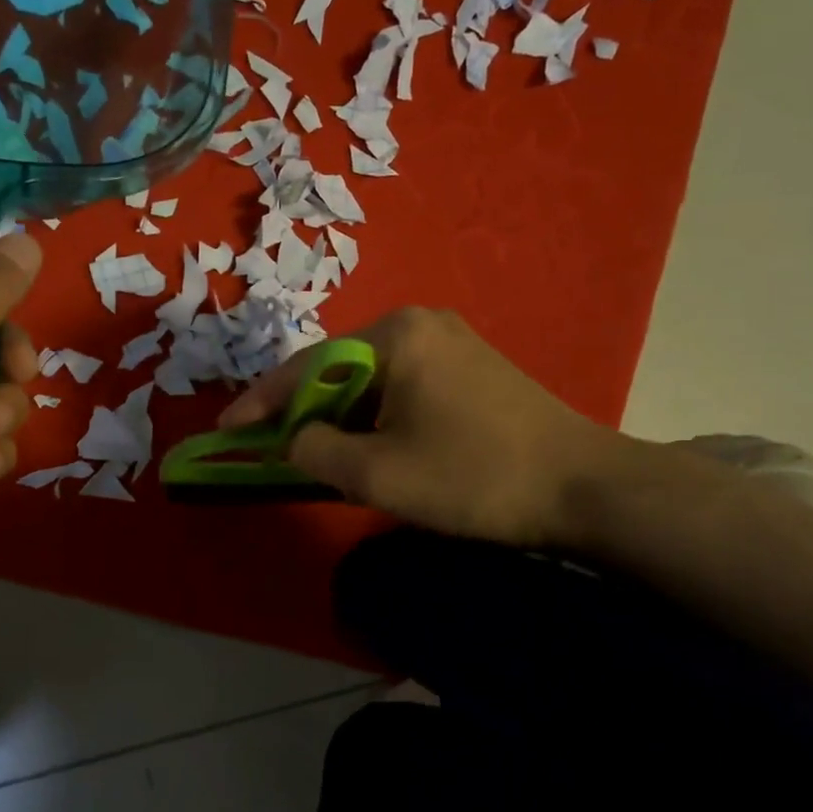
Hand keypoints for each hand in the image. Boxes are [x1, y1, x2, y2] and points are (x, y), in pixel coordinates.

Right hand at [219, 308, 628, 547]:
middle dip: (302, 410)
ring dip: (339, 416)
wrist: (586, 488)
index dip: (260, 403)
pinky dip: (373, 415)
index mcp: (394, 335)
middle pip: (337, 368)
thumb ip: (313, 451)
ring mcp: (450, 341)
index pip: (306, 367)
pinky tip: (368, 443)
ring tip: (315, 452)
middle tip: (271, 447)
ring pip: (369, 379)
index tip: (225, 431)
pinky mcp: (470, 365)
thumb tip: (292, 440)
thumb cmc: (474, 477)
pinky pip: (400, 385)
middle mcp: (419, 322)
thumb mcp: (377, 474)